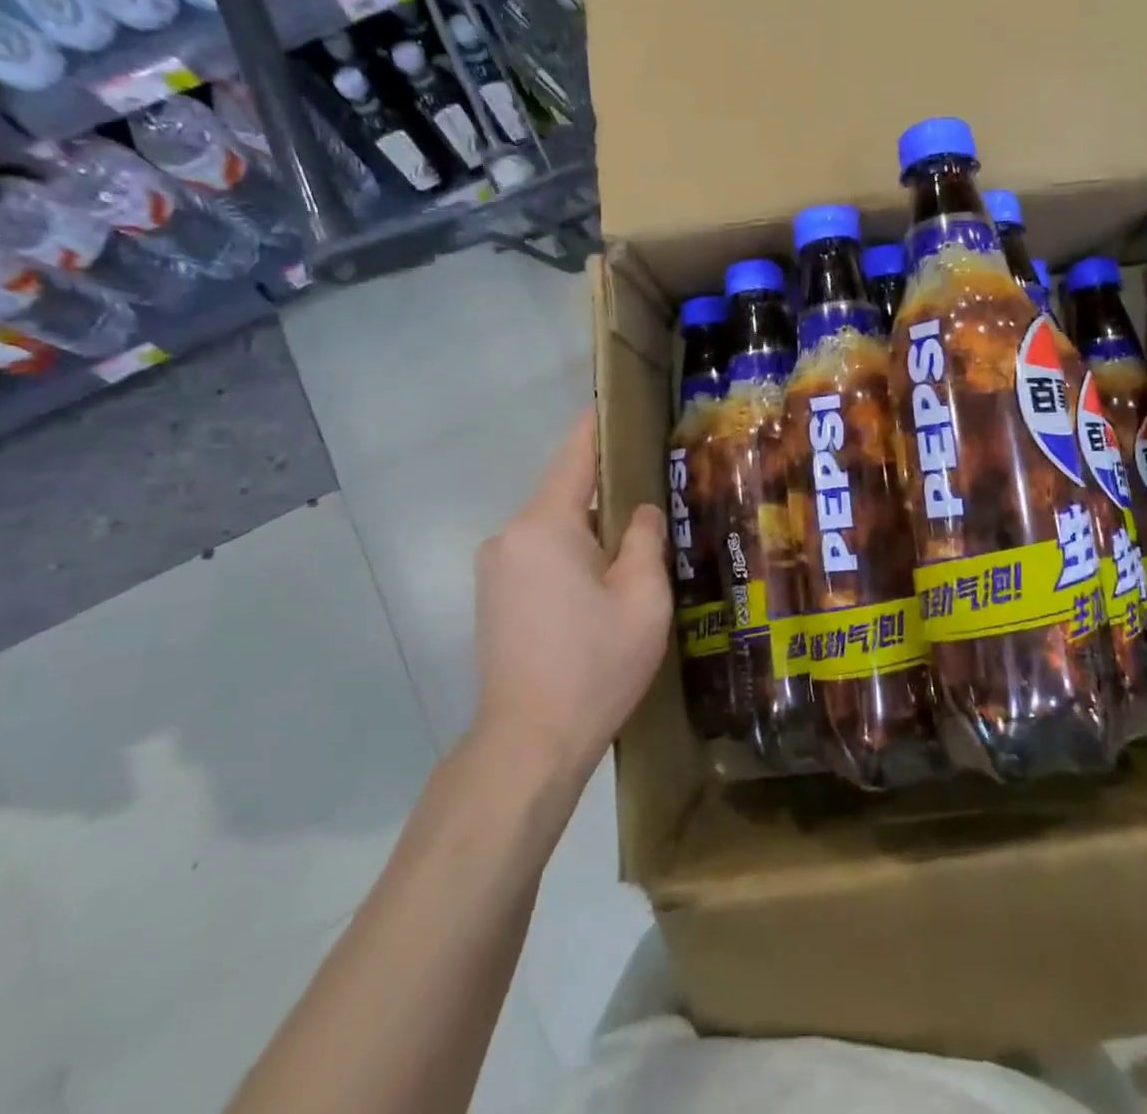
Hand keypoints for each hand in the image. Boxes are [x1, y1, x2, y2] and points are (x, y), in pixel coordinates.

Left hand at [470, 409, 671, 781]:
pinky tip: (601, 583)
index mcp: (544, 526)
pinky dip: (570, 554)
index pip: (574, 456)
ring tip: (635, 545)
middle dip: (607, 490)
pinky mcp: (492, 598)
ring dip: (590, 530)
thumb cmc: (594, 664)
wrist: (528, 744)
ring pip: (553, 528)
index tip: (619, 402)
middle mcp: (509, 536)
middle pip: (565, 494)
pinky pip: (538, 555)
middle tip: (655, 493)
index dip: (598, 426)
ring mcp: (495, 569)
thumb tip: (641, 511)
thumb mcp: (642, 598)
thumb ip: (644, 540)